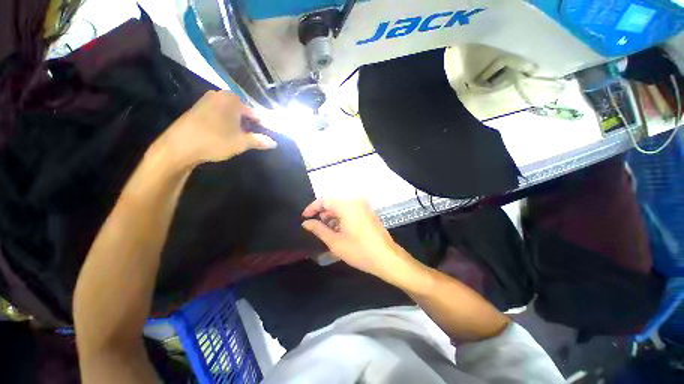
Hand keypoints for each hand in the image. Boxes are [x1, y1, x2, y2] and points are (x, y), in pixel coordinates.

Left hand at [153, 91, 275, 169]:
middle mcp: (220, 95)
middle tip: (254, 138)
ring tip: (241, 138)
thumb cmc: (215, 141)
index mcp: (232, 99)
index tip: (268, 135)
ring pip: (231, 113)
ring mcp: (207, 100)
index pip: (255, 113)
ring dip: (238, 124)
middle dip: (250, 124)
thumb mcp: (241, 143)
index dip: (263, 125)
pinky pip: (219, 113)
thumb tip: (274, 143)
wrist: (179, 146)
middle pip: (243, 111)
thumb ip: (259, 141)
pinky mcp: (198, 108)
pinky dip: (226, 123)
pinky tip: (226, 134)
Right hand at [302, 198, 419, 284]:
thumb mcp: (335, 242)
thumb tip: (306, 223)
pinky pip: (351, 210)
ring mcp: (364, 206)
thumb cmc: (359, 251)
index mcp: (347, 205)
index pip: (324, 200)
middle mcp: (356, 201)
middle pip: (333, 202)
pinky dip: (342, 218)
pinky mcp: (368, 212)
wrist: (387, 258)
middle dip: (323, 213)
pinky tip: (339, 230)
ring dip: (332, 216)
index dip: (312, 208)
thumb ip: (318, 229)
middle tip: (315, 227)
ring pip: (342, 207)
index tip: (304, 218)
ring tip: (327, 231)